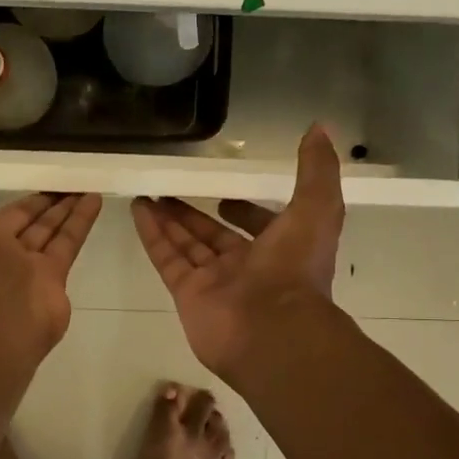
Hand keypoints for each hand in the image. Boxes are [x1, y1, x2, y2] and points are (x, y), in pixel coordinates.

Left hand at [0, 123, 102, 355]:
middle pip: (17, 222)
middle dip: (34, 202)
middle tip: (54, 177)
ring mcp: (22, 269)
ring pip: (44, 231)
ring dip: (61, 207)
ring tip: (81, 180)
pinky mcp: (52, 279)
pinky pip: (67, 243)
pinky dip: (80, 220)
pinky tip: (94, 197)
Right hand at [131, 126, 344, 376]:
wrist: (271, 330)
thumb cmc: (296, 269)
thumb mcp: (317, 209)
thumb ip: (317, 170)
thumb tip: (320, 128)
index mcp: (279, 250)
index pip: (258, 227)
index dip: (245, 211)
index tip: (225, 195)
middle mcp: (246, 267)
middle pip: (214, 236)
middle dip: (194, 215)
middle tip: (171, 191)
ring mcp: (214, 282)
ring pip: (187, 244)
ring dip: (168, 219)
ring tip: (146, 194)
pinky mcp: (187, 293)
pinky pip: (167, 258)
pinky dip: (152, 234)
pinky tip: (138, 209)